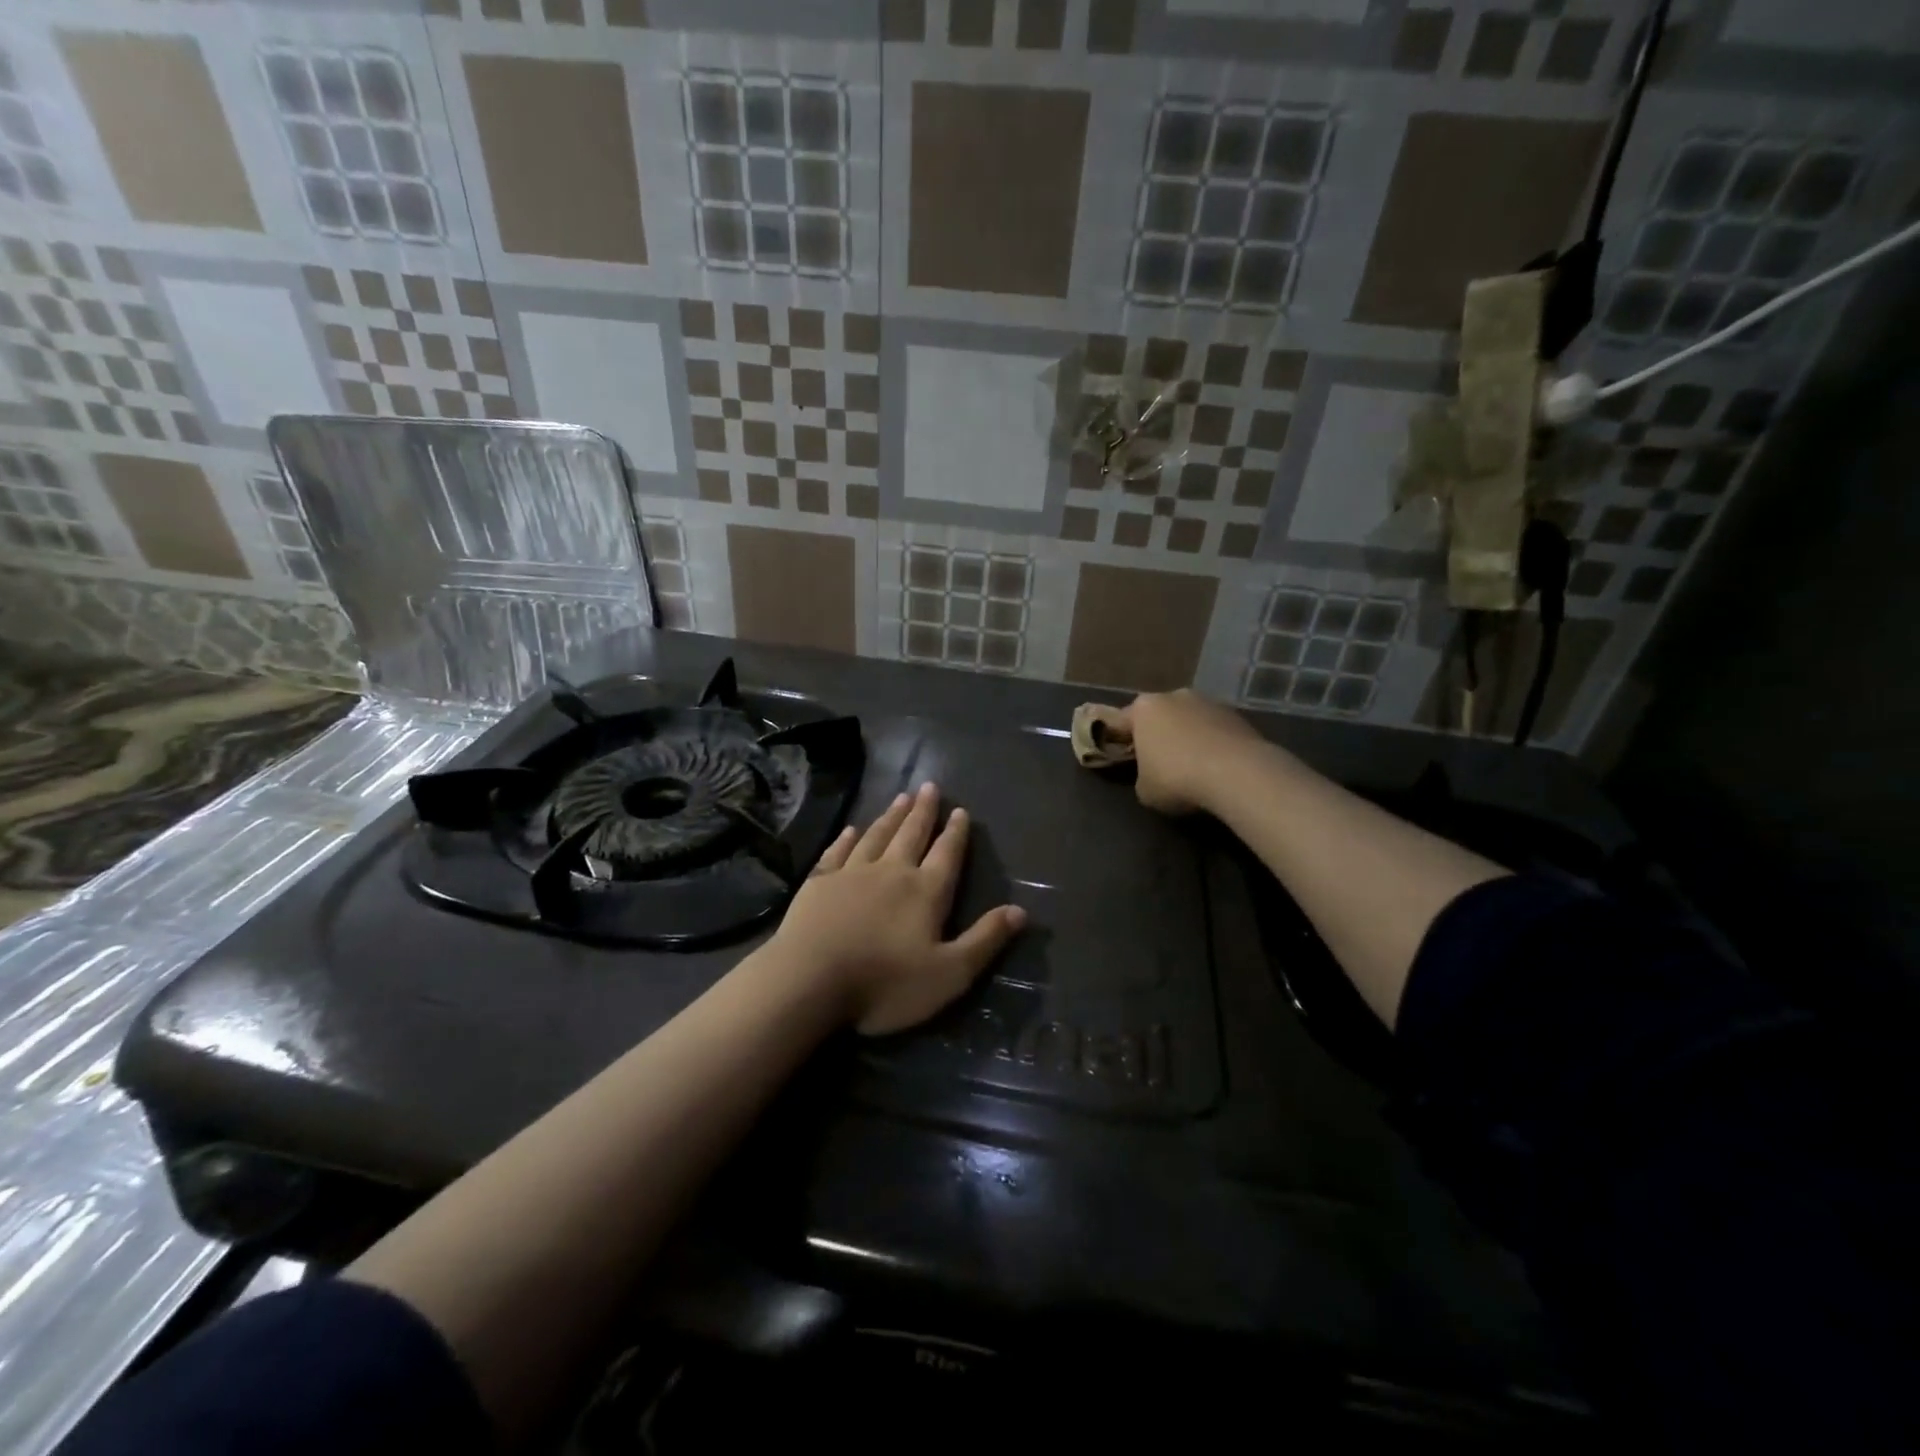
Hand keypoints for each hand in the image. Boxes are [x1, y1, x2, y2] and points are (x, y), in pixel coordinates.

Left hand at [772, 783, 1026, 1035]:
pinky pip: (838, 851)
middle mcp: (892, 872)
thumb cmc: (885, 983)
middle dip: (924, 811)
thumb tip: (1020, 911)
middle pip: (912, 834)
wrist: (809, 981)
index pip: (947, 854)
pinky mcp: (819, 881)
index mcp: (925, 892)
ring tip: (902, 797)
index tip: (960, 810)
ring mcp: (852, 873)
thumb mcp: (949, 974)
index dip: (956, 833)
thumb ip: (984, 941)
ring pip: (877, 835)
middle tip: (930, 786)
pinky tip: (852, 829)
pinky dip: (848, 838)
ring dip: (892, 816)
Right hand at [1111, 689, 1270, 815]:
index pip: (1120, 722)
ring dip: (1188, 737)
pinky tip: (1217, 767)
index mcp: (1143, 708)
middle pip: (1158, 716)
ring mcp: (1209, 702)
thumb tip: (1151, 776)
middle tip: (1158, 762)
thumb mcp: (1144, 790)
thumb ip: (1141, 776)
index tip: (1120, 756)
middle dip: (1158, 735)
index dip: (1117, 740)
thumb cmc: (1177, 778)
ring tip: (1192, 766)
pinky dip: (1213, 744)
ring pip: (1189, 720)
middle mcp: (1174, 696)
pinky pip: (1215, 730)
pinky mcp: (1237, 715)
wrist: (1237, 774)